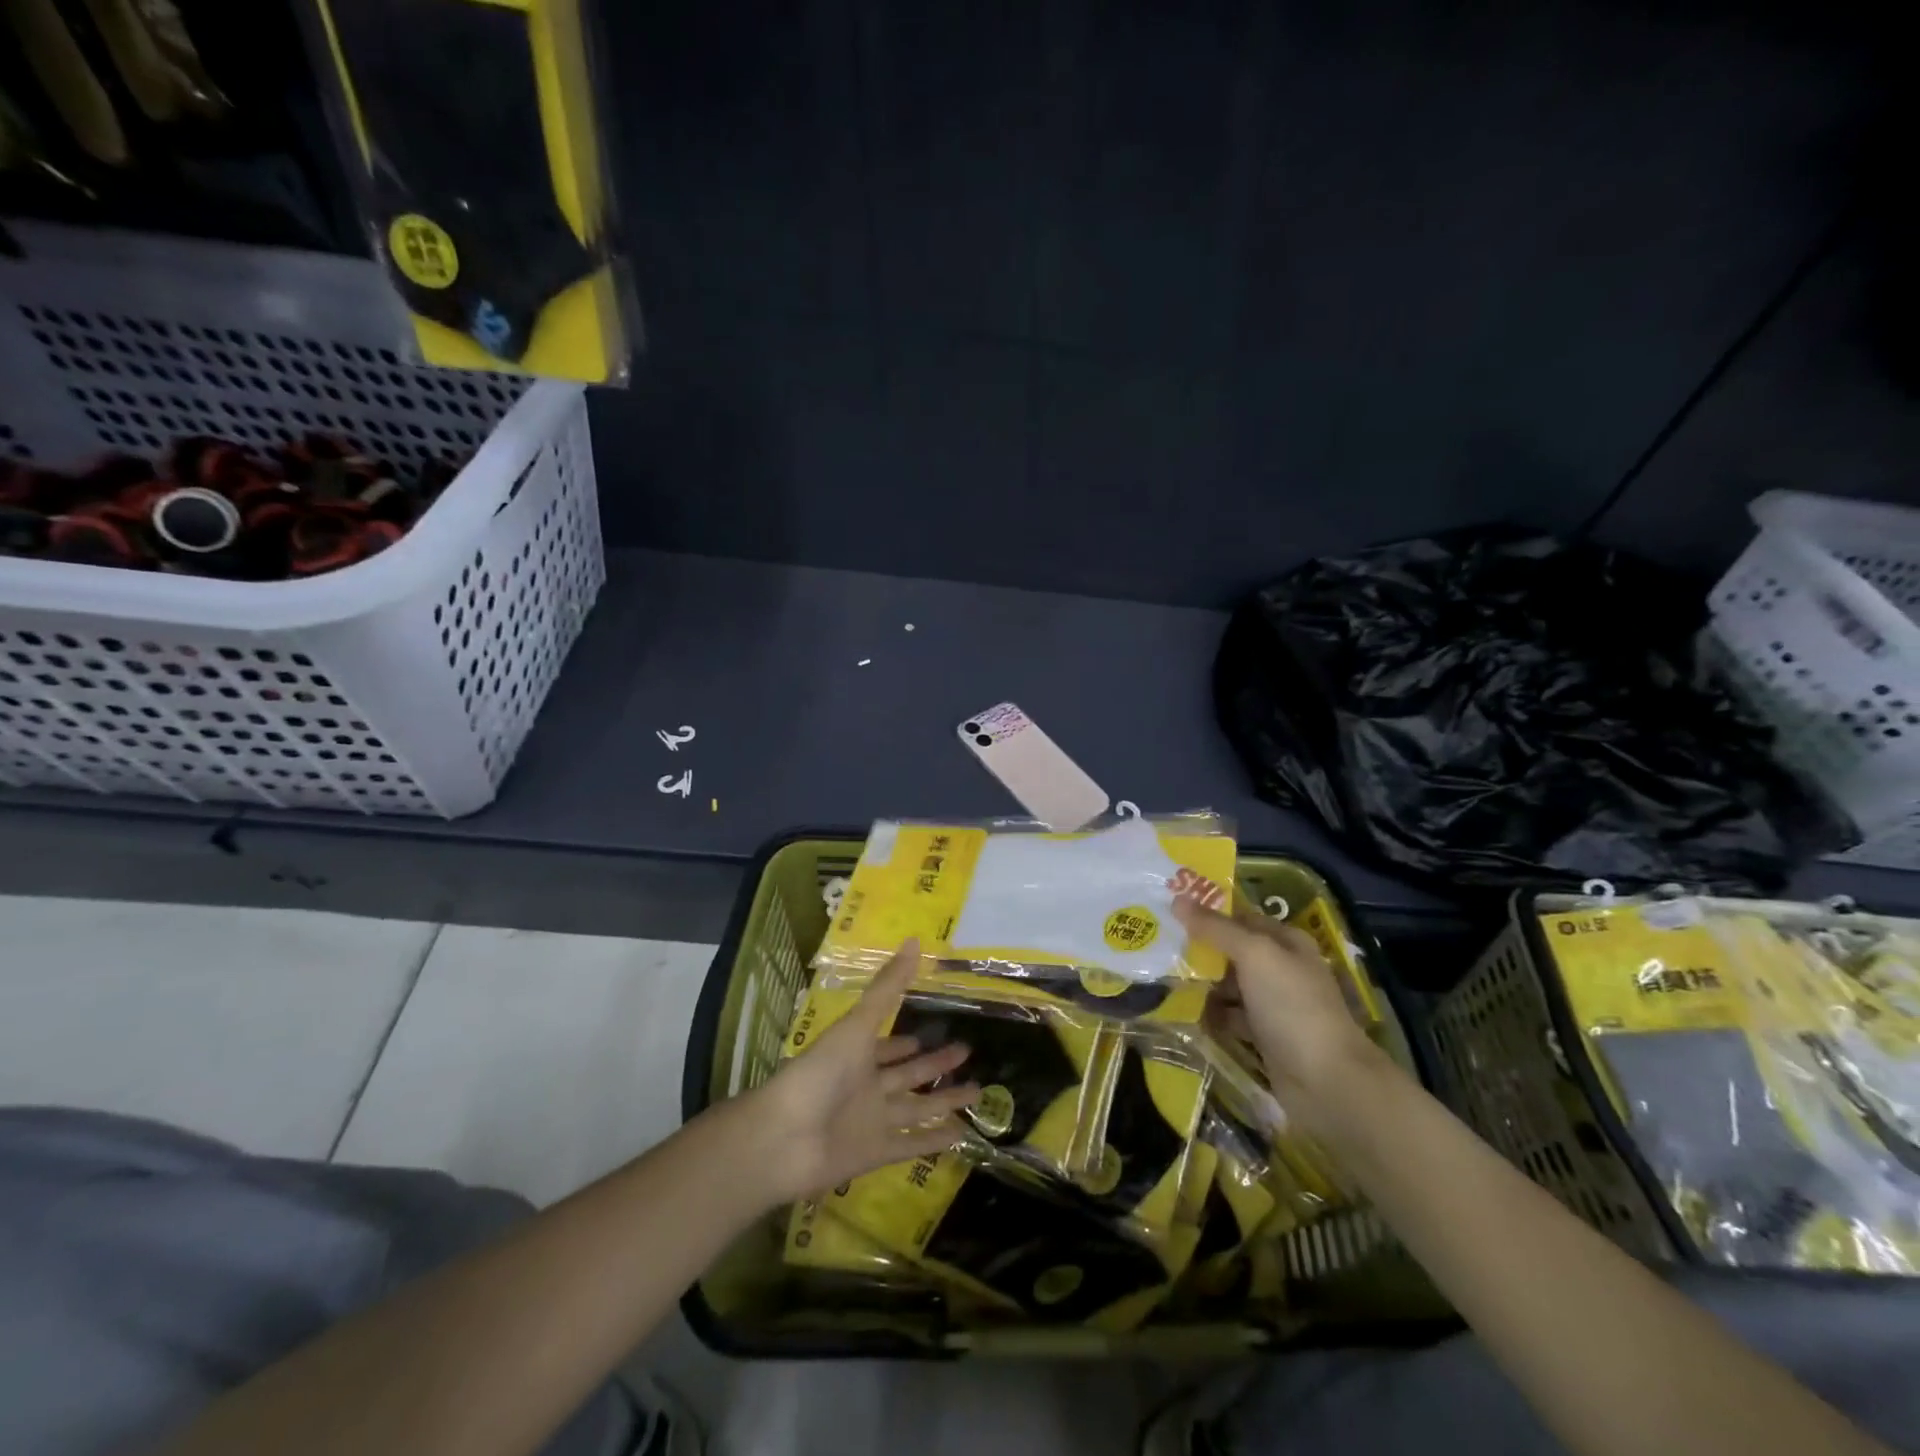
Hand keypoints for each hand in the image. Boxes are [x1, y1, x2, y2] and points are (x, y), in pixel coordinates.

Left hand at [736, 939, 979, 1204]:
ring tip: (977, 1091)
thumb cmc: (819, 1072)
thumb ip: (887, 988)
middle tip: (966, 1051)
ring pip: (916, 1108)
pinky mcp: (876, 1153)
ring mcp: (871, 1121)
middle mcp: (866, 1086)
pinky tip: (962, 1133)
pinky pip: (912, 1143)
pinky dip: (935, 1139)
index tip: (935, 1029)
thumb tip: (915, 941)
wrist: (784, 1137)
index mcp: (857, 1054)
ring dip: (944, 1100)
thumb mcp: (857, 1024)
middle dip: (935, 1064)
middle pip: (908, 1074)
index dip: (908, 1041)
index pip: (888, 1046)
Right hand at [1174, 898, 1378, 1117]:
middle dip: (1200, 949)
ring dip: (1202, 983)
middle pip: (1233, 952)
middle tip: (1158, 946)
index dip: (1209, 913)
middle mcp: (1282, 969)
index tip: (1169, 912)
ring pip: (1229, 985)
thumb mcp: (1254, 955)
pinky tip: (1183, 1012)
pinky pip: (1230, 1017)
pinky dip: (1210, 1015)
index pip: (1241, 918)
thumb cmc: (1292, 1005)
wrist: (1325, 1079)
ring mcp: (1274, 1004)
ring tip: (1161, 978)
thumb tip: (1177, 900)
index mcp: (1286, 942)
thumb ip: (1215, 928)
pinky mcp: (1265, 1036)